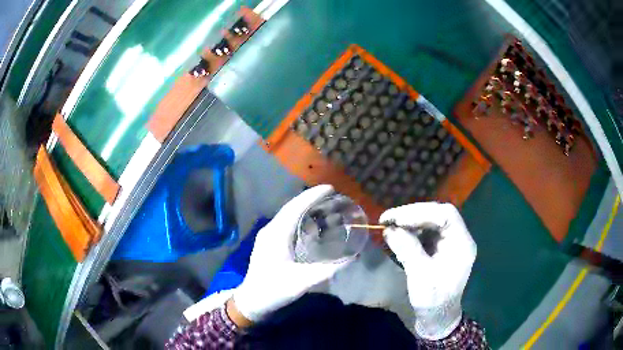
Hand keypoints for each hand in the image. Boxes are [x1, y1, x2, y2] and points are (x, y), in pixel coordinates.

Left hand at [232, 185, 351, 322]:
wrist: (251, 300)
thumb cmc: (274, 290)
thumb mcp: (303, 281)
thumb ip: (328, 269)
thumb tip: (353, 256)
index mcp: (276, 235)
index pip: (295, 208)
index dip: (312, 195)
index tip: (330, 188)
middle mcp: (270, 230)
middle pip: (291, 208)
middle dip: (310, 199)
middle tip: (331, 195)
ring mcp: (267, 236)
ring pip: (288, 215)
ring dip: (305, 208)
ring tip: (324, 205)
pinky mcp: (268, 243)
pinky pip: (286, 224)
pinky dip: (300, 218)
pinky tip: (310, 225)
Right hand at [380, 202, 476, 339]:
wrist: (437, 317)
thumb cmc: (433, 299)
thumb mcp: (420, 276)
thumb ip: (407, 250)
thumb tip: (389, 229)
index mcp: (462, 243)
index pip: (446, 215)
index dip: (421, 212)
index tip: (397, 219)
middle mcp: (458, 238)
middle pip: (438, 214)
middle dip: (413, 214)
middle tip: (388, 219)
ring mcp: (449, 242)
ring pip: (430, 221)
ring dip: (410, 221)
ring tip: (389, 225)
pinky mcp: (439, 248)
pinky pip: (426, 232)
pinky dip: (410, 230)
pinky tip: (397, 234)